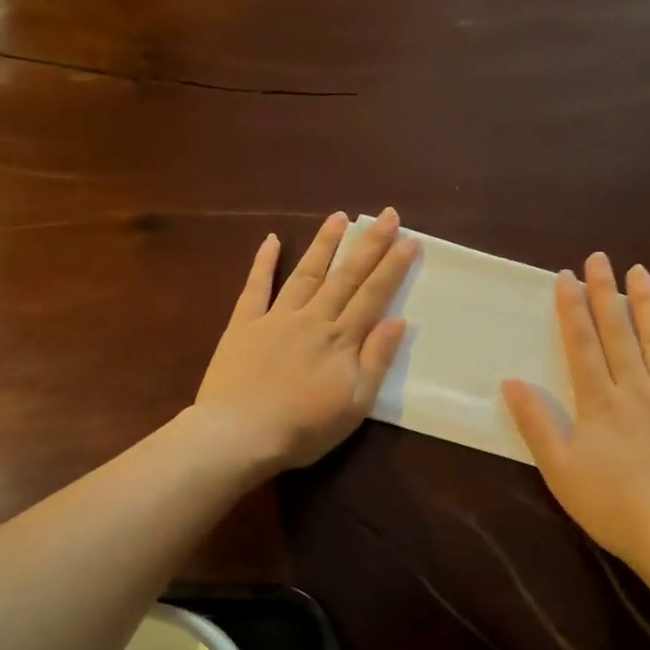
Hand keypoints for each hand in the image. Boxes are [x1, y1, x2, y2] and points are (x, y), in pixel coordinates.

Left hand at [194, 208, 416, 474]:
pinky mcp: (243, 325)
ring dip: (324, 244)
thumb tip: (399, 320)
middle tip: (387, 215)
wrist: (239, 435)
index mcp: (341, 340)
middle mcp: (312, 319)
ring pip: (306, 273)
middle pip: (345, 276)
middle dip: (369, 244)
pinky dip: (263, 262)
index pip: (373, 295)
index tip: (410, 240)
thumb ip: (376, 360)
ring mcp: (276, 318)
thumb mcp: (354, 405)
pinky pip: (255, 287)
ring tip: (340, 217)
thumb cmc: (303, 428)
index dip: (393, 267)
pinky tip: (271, 240)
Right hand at [503, 252, 649, 571]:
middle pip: (619, 332)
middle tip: (600, 258)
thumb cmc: (612, 506)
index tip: (566, 277)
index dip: (572, 309)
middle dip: (605, 293)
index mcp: (600, 402)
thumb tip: (511, 382)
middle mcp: (637, 389)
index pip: (583, 345)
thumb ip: (537, 424)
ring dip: (646, 303)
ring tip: (639, 272)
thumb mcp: (560, 470)